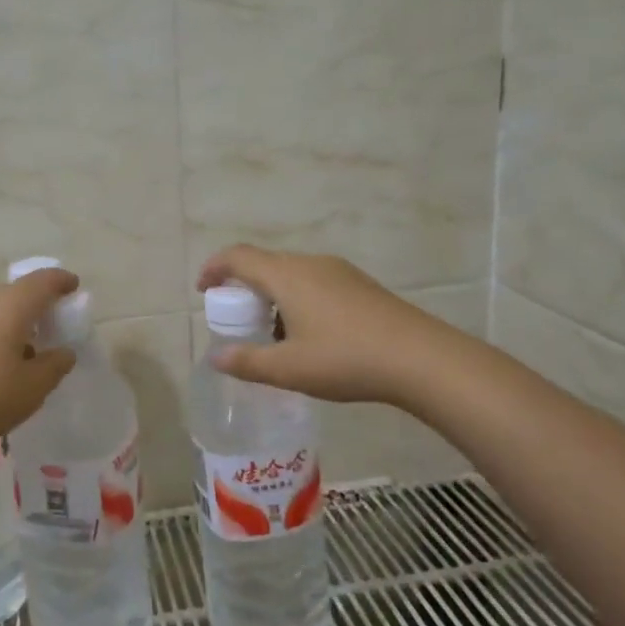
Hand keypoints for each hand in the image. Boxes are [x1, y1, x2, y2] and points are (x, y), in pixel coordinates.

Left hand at [0, 267, 79, 457]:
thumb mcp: (31, 389)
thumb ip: (54, 366)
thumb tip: (63, 352)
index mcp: (11, 305)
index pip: (43, 281)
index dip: (61, 281)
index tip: (73, 287)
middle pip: (16, 293)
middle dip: (36, 305)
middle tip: (50, 327)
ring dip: (11, 321)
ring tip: (21, 350)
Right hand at [196, 245, 444, 406]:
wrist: (421, 358)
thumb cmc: (345, 359)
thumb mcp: (289, 368)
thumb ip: (247, 362)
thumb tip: (216, 357)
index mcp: (287, 276)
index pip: (238, 257)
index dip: (214, 268)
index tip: (203, 289)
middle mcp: (311, 264)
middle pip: (265, 264)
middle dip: (244, 288)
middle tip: (239, 322)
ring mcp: (340, 272)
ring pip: (292, 275)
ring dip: (273, 297)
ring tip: (275, 336)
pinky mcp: (361, 286)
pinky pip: (316, 283)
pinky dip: (298, 301)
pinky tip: (311, 337)